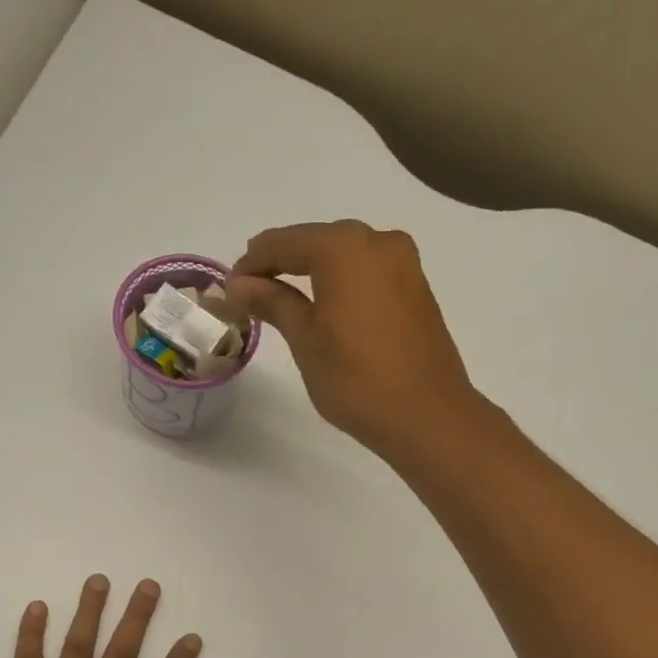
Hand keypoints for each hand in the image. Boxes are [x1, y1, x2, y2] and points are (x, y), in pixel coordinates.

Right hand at [227, 220, 478, 456]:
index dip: (252, 263)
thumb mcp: (306, 340)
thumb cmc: (356, 380)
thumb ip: (273, 302)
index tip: (230, 289)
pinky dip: (343, 283)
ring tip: (286, 302)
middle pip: (317, 242)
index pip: (283, 242)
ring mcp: (404, 264)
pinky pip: (369, 273)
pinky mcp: (418, 289)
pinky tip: (328, 308)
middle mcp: (378, 241)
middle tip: (254, 293)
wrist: (427, 416)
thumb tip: (240, 283)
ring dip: (314, 272)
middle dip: (283, 263)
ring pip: (346, 256)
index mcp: (344, 247)